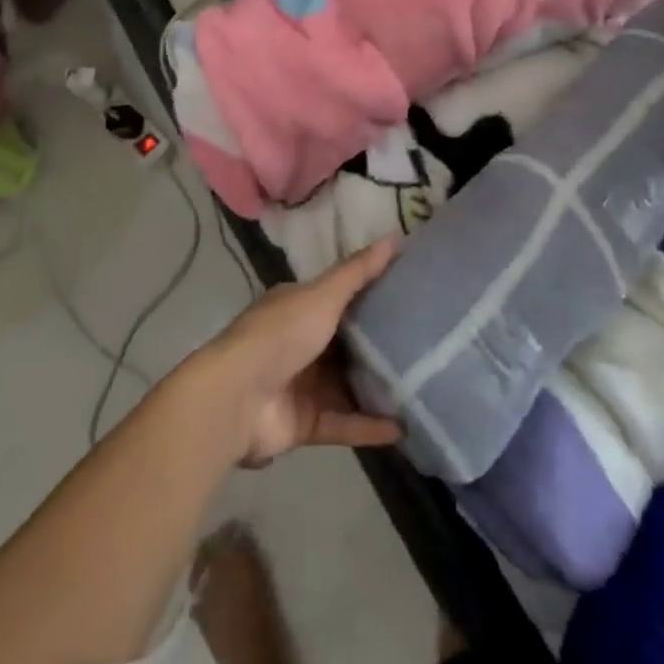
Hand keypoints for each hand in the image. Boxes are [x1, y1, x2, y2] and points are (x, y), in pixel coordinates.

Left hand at [201, 236, 403, 467]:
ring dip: (378, 388)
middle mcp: (302, 342)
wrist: (237, 399)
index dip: (373, 293)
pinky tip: (403, 427)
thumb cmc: (281, 334)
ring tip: (423, 386)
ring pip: (349, 385)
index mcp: (300, 307)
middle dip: (380, 344)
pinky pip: (345, 423)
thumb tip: (396, 236)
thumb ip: (358, 271)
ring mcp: (304, 384)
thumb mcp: (323, 294)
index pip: (341, 296)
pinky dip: (370, 426)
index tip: (412, 293)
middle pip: (348, 343)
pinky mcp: (306, 423)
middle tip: (426, 342)